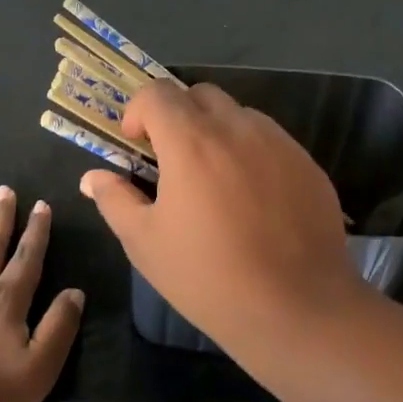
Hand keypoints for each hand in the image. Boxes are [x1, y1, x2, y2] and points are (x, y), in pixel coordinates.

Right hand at [79, 81, 360, 348]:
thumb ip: (116, 200)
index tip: (136, 146)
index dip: (138, 111)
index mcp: (191, 141)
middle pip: (200, 95)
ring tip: (215, 182)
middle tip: (172, 161)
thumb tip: (94, 177)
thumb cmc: (209, 277)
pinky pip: (271, 140)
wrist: (297, 308)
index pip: (157, 92)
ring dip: (217, 132)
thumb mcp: (146, 244)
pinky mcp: (308, 164)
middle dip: (178, 115)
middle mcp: (238, 128)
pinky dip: (252, 153)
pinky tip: (253, 200)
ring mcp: (279, 143)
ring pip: (239, 115)